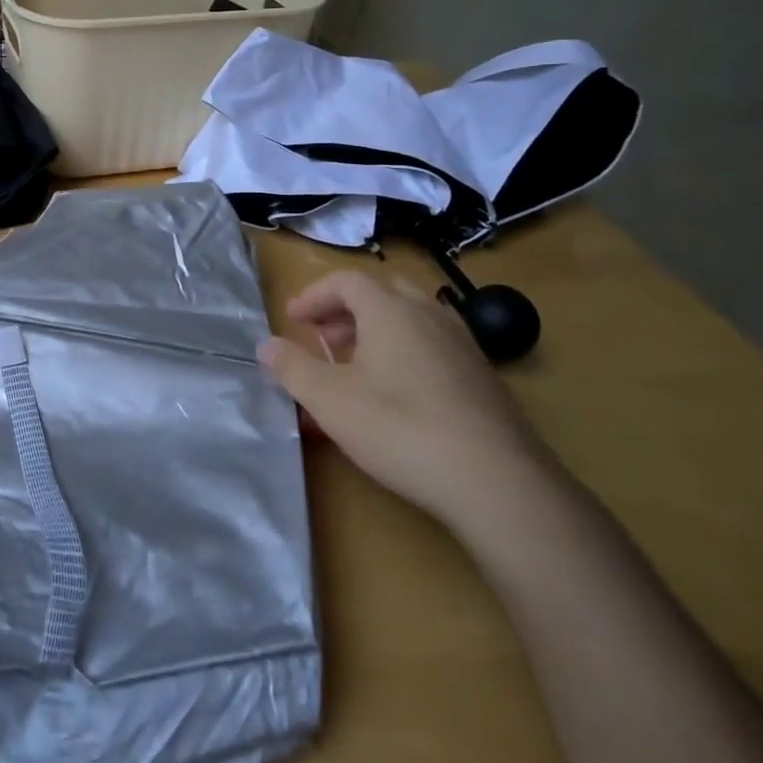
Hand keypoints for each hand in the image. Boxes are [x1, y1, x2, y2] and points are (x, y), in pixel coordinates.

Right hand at [259, 270, 546, 533]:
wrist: (496, 481)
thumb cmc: (400, 428)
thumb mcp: (329, 400)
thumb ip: (292, 367)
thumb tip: (266, 345)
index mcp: (391, 310)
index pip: (346, 281)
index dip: (314, 296)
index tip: (293, 320)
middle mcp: (430, 315)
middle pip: (381, 294)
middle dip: (345, 312)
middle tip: (324, 340)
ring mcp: (463, 345)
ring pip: (411, 320)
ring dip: (376, 332)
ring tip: (357, 368)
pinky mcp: (484, 378)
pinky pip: (433, 346)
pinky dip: (406, 353)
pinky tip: (398, 396)